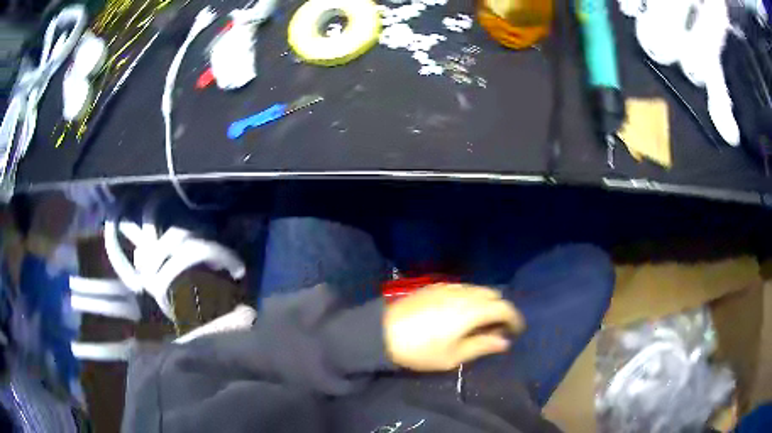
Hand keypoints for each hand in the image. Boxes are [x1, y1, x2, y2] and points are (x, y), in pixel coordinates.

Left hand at [383, 284, 524, 370]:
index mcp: (472, 310)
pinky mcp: (434, 286)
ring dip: (486, 302)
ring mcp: (448, 287)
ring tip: (481, 322)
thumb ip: (482, 346)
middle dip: (501, 309)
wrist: (381, 333)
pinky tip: (461, 312)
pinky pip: (462, 288)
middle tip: (498, 328)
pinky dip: (471, 297)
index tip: (517, 331)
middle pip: (493, 294)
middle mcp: (464, 292)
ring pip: (477, 289)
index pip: (504, 307)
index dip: (515, 318)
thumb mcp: (453, 356)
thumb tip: (504, 341)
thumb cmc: (420, 350)